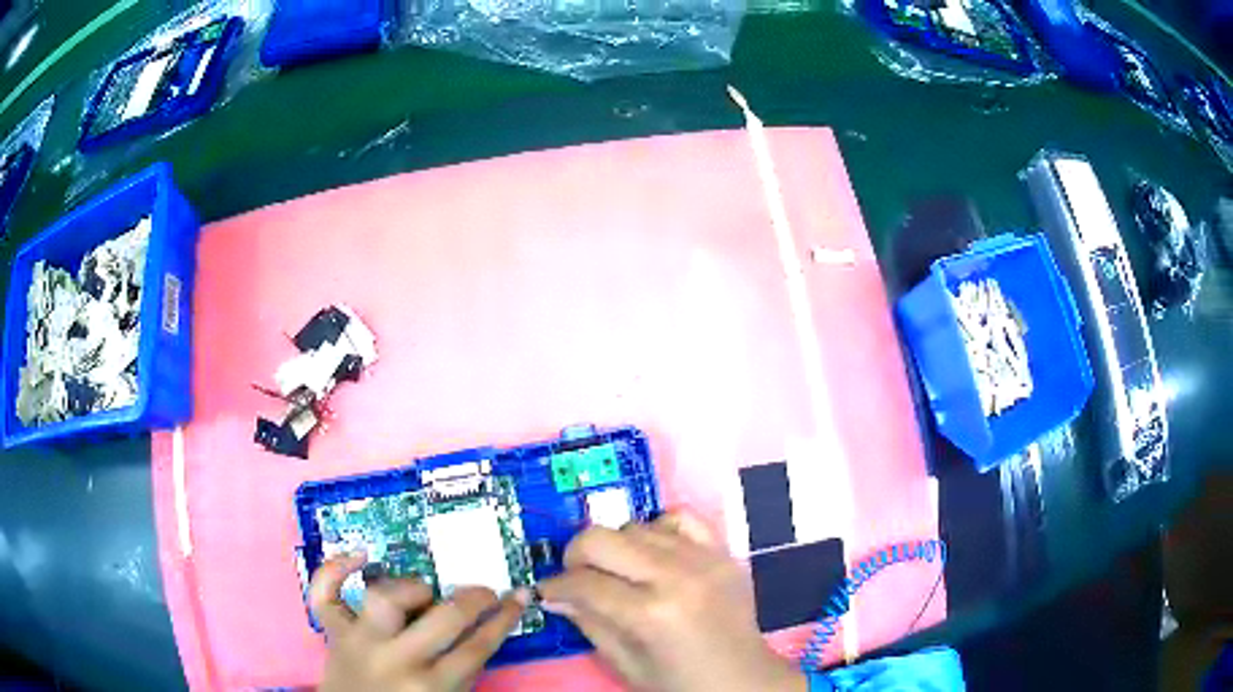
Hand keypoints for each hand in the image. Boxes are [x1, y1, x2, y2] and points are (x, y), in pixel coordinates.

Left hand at [309, 553, 529, 691]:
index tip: (517, 598)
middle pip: (444, 618)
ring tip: (423, 593)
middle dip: (473, 598)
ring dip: (411, 589)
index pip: (477, 646)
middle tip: (483, 592)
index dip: (503, 618)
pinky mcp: (332, 631)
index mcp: (432, 686)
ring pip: (386, 597)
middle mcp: (396, 660)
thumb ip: (463, 670)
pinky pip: (325, 593)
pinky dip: (335, 569)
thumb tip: (482, 626)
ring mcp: (359, 641)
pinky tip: (360, 555)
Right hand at [537, 511, 806, 691]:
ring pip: (635, 526)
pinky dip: (658, 529)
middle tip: (577, 578)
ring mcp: (703, 559)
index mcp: (650, 614)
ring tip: (619, 572)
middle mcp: (675, 576)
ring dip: (616, 547)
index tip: (548, 591)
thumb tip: (554, 594)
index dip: (555, 586)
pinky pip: (680, 516)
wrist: (744, 678)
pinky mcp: (722, 552)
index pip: (583, 583)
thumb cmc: (680, 683)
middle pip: (601, 539)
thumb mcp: (625, 665)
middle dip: (576, 556)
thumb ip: (589, 623)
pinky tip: (654, 554)